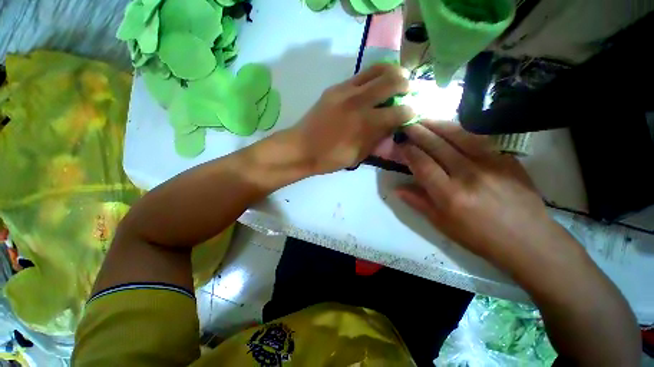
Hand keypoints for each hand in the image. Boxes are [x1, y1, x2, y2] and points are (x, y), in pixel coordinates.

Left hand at [288, 64, 413, 174]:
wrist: (301, 148)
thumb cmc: (329, 158)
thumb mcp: (358, 155)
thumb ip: (377, 139)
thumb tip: (392, 126)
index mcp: (365, 124)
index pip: (398, 112)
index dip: (410, 112)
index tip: (413, 112)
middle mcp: (358, 102)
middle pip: (392, 81)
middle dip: (406, 84)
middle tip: (409, 90)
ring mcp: (345, 90)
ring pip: (377, 69)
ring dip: (392, 72)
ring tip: (397, 79)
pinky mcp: (335, 88)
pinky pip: (360, 75)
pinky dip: (373, 76)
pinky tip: (374, 85)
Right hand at [396, 121, 569, 268]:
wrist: (528, 239)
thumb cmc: (479, 237)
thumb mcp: (442, 224)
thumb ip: (418, 202)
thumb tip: (397, 189)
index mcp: (450, 194)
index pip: (422, 164)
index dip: (409, 151)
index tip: (400, 144)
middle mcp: (468, 174)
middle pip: (437, 146)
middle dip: (418, 132)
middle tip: (406, 124)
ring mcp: (491, 163)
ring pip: (458, 136)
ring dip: (437, 125)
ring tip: (424, 119)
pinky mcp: (506, 158)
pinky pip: (478, 139)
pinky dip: (460, 131)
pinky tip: (450, 128)